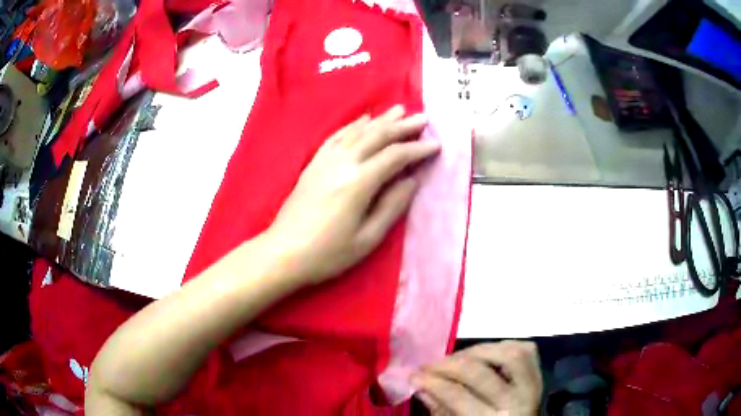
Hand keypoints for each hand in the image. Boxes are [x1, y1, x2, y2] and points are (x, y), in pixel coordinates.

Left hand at [266, 105, 439, 285]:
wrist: (283, 252)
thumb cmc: (328, 253)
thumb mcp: (367, 238)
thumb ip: (392, 206)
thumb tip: (412, 181)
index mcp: (359, 182)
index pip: (395, 156)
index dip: (417, 149)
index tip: (436, 144)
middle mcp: (343, 162)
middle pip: (377, 136)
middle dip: (403, 126)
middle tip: (423, 117)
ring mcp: (325, 160)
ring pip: (358, 131)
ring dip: (380, 120)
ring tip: (398, 110)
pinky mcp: (313, 163)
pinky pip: (337, 136)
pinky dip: (353, 125)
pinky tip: (363, 120)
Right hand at [411, 341, 542, 415]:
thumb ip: (441, 409)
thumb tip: (420, 384)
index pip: (459, 396)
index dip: (433, 383)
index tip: (413, 375)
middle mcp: (517, 401)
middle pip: (481, 373)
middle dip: (449, 365)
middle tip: (429, 365)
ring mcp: (532, 384)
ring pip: (508, 354)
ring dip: (478, 351)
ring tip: (457, 358)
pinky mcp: (539, 374)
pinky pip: (525, 350)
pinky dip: (504, 346)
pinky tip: (486, 353)